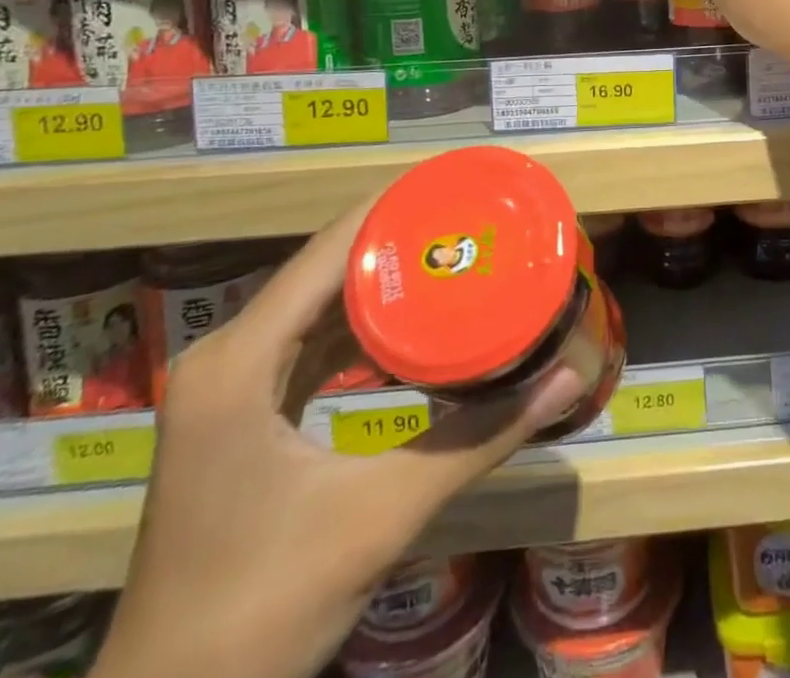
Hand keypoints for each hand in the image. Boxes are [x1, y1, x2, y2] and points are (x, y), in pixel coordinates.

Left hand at [92, 211, 585, 677]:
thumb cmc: (263, 609)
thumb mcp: (381, 514)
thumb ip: (478, 440)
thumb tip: (565, 380)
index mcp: (238, 361)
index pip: (327, 251)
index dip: (392, 206)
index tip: (457, 181)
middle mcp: (224, 357)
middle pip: (322, 269)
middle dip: (396, 237)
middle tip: (469, 216)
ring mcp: (225, 389)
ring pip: (314, 305)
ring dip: (377, 280)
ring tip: (450, 250)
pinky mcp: (237, 417)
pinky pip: (306, 345)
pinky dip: (357, 326)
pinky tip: (408, 321)